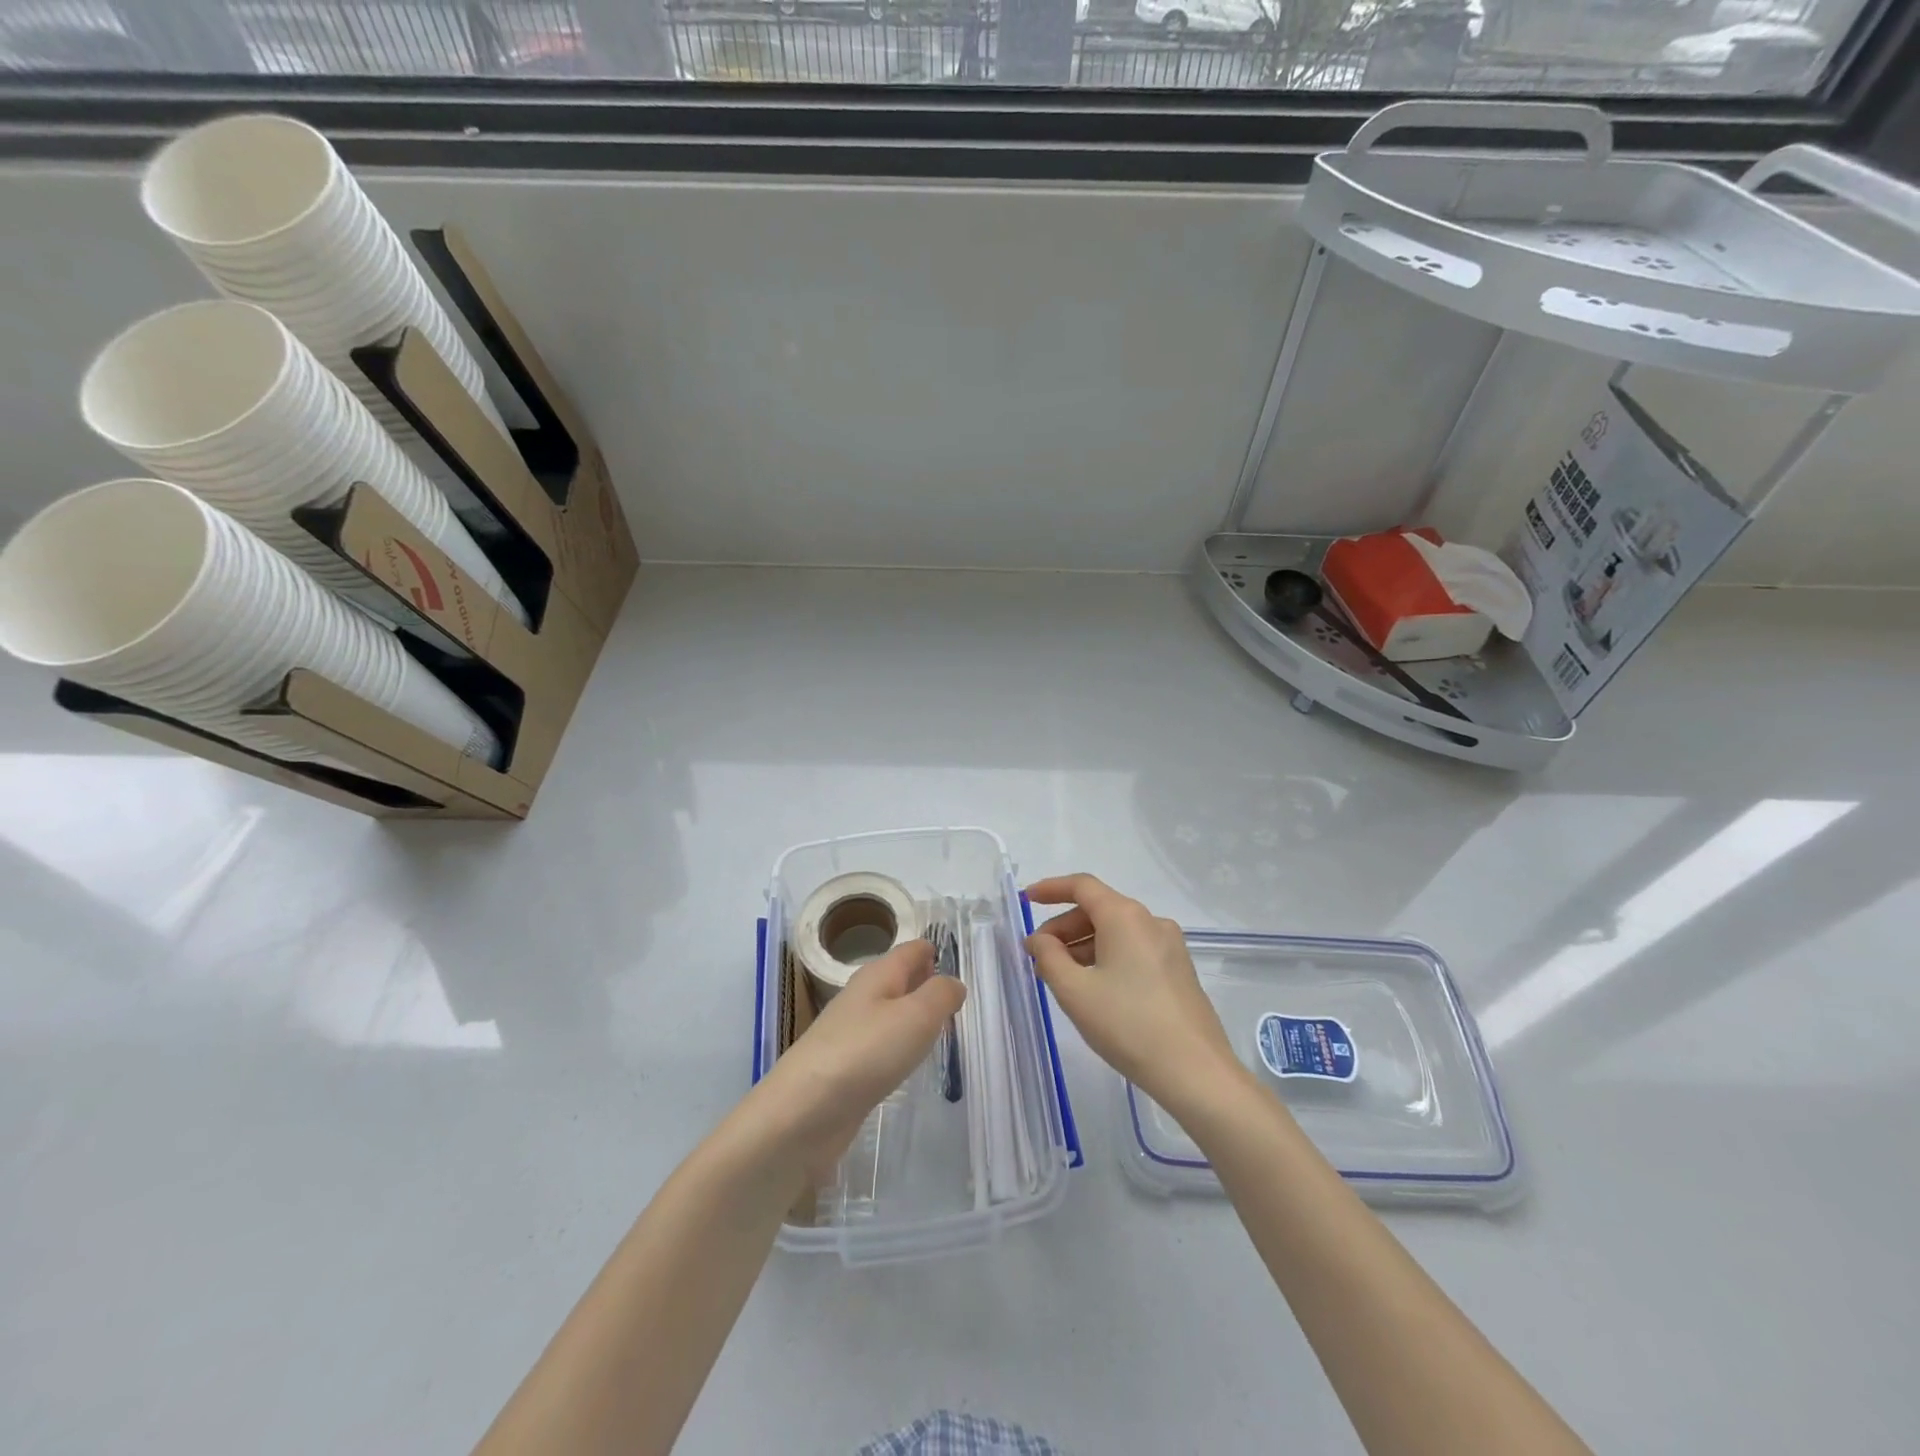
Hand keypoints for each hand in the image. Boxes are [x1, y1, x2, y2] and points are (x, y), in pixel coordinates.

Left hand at [748, 939, 963, 1170]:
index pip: (912, 950)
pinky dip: (899, 1047)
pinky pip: (881, 1045)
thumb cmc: (866, 1053)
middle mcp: (862, 997)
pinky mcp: (845, 1068)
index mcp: (878, 975)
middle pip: (900, 980)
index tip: (961, 963)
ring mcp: (850, 1033)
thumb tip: (953, 983)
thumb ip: (941, 995)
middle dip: (926, 984)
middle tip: (959, 1000)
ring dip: (914, 1018)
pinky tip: (909, 1063)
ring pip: (890, 1013)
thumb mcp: (916, 1016)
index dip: (935, 951)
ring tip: (941, 1030)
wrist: (804, 1113)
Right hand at [1026, 874, 1243, 1112]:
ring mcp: (1169, 947)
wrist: (1196, 1072)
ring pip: (1116, 932)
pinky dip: (1106, 958)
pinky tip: (1093, 989)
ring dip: (1083, 947)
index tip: (1027, 900)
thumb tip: (1041, 939)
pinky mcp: (1178, 971)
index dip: (1051, 888)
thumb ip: (1049, 957)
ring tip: (1060, 978)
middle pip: (1098, 909)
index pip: (1082, 886)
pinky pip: (1133, 950)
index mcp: (1125, 916)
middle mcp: (1150, 921)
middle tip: (1038, 957)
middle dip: (1063, 928)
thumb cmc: (1128, 1025)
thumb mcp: (1075, 991)